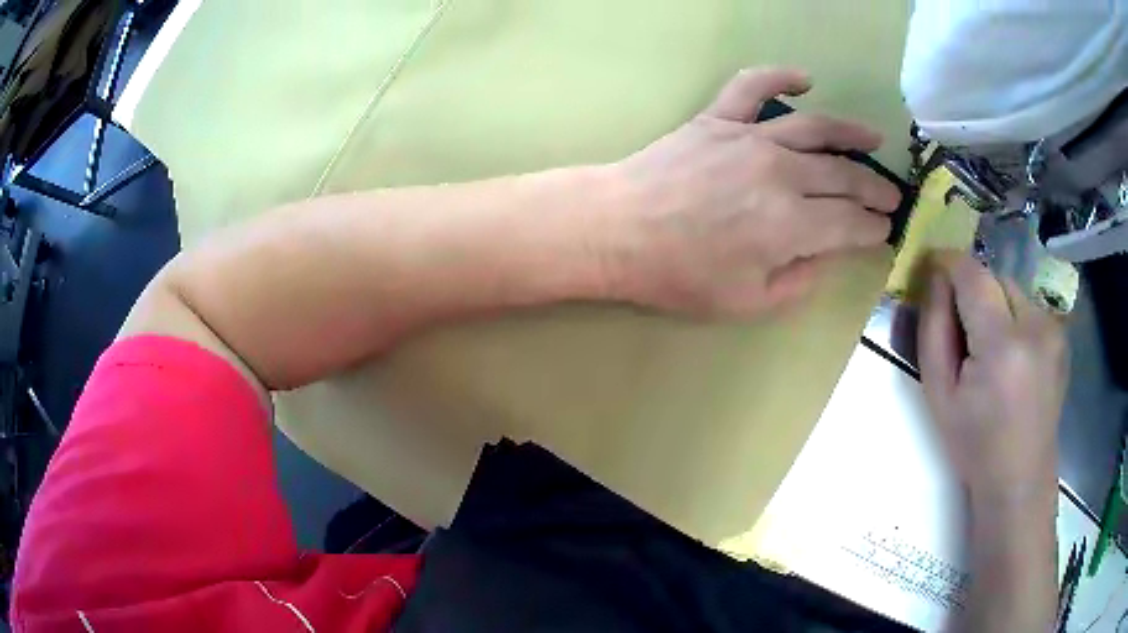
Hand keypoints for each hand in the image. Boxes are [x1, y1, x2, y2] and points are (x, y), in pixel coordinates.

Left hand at [603, 67, 901, 316]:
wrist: (616, 229)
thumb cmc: (678, 274)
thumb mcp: (747, 303)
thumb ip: (798, 281)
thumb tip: (824, 255)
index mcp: (792, 225)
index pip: (852, 223)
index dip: (873, 228)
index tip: (884, 230)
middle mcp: (782, 173)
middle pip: (844, 175)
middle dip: (875, 188)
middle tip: (891, 195)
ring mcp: (750, 137)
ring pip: (816, 128)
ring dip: (852, 133)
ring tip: (875, 138)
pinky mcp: (719, 118)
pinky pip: (754, 86)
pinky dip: (780, 76)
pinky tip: (804, 77)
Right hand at [918, 252, 1067, 509]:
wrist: (1020, 480)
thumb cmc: (974, 446)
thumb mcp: (938, 395)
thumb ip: (933, 329)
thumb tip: (935, 278)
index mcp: (1002, 345)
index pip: (973, 274)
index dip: (949, 263)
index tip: (932, 267)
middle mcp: (1035, 326)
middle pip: (995, 277)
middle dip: (974, 292)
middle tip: (963, 331)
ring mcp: (1054, 330)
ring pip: (1013, 291)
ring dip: (996, 306)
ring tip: (990, 350)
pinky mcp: (1061, 336)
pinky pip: (1029, 308)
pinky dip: (1014, 320)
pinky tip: (1012, 358)